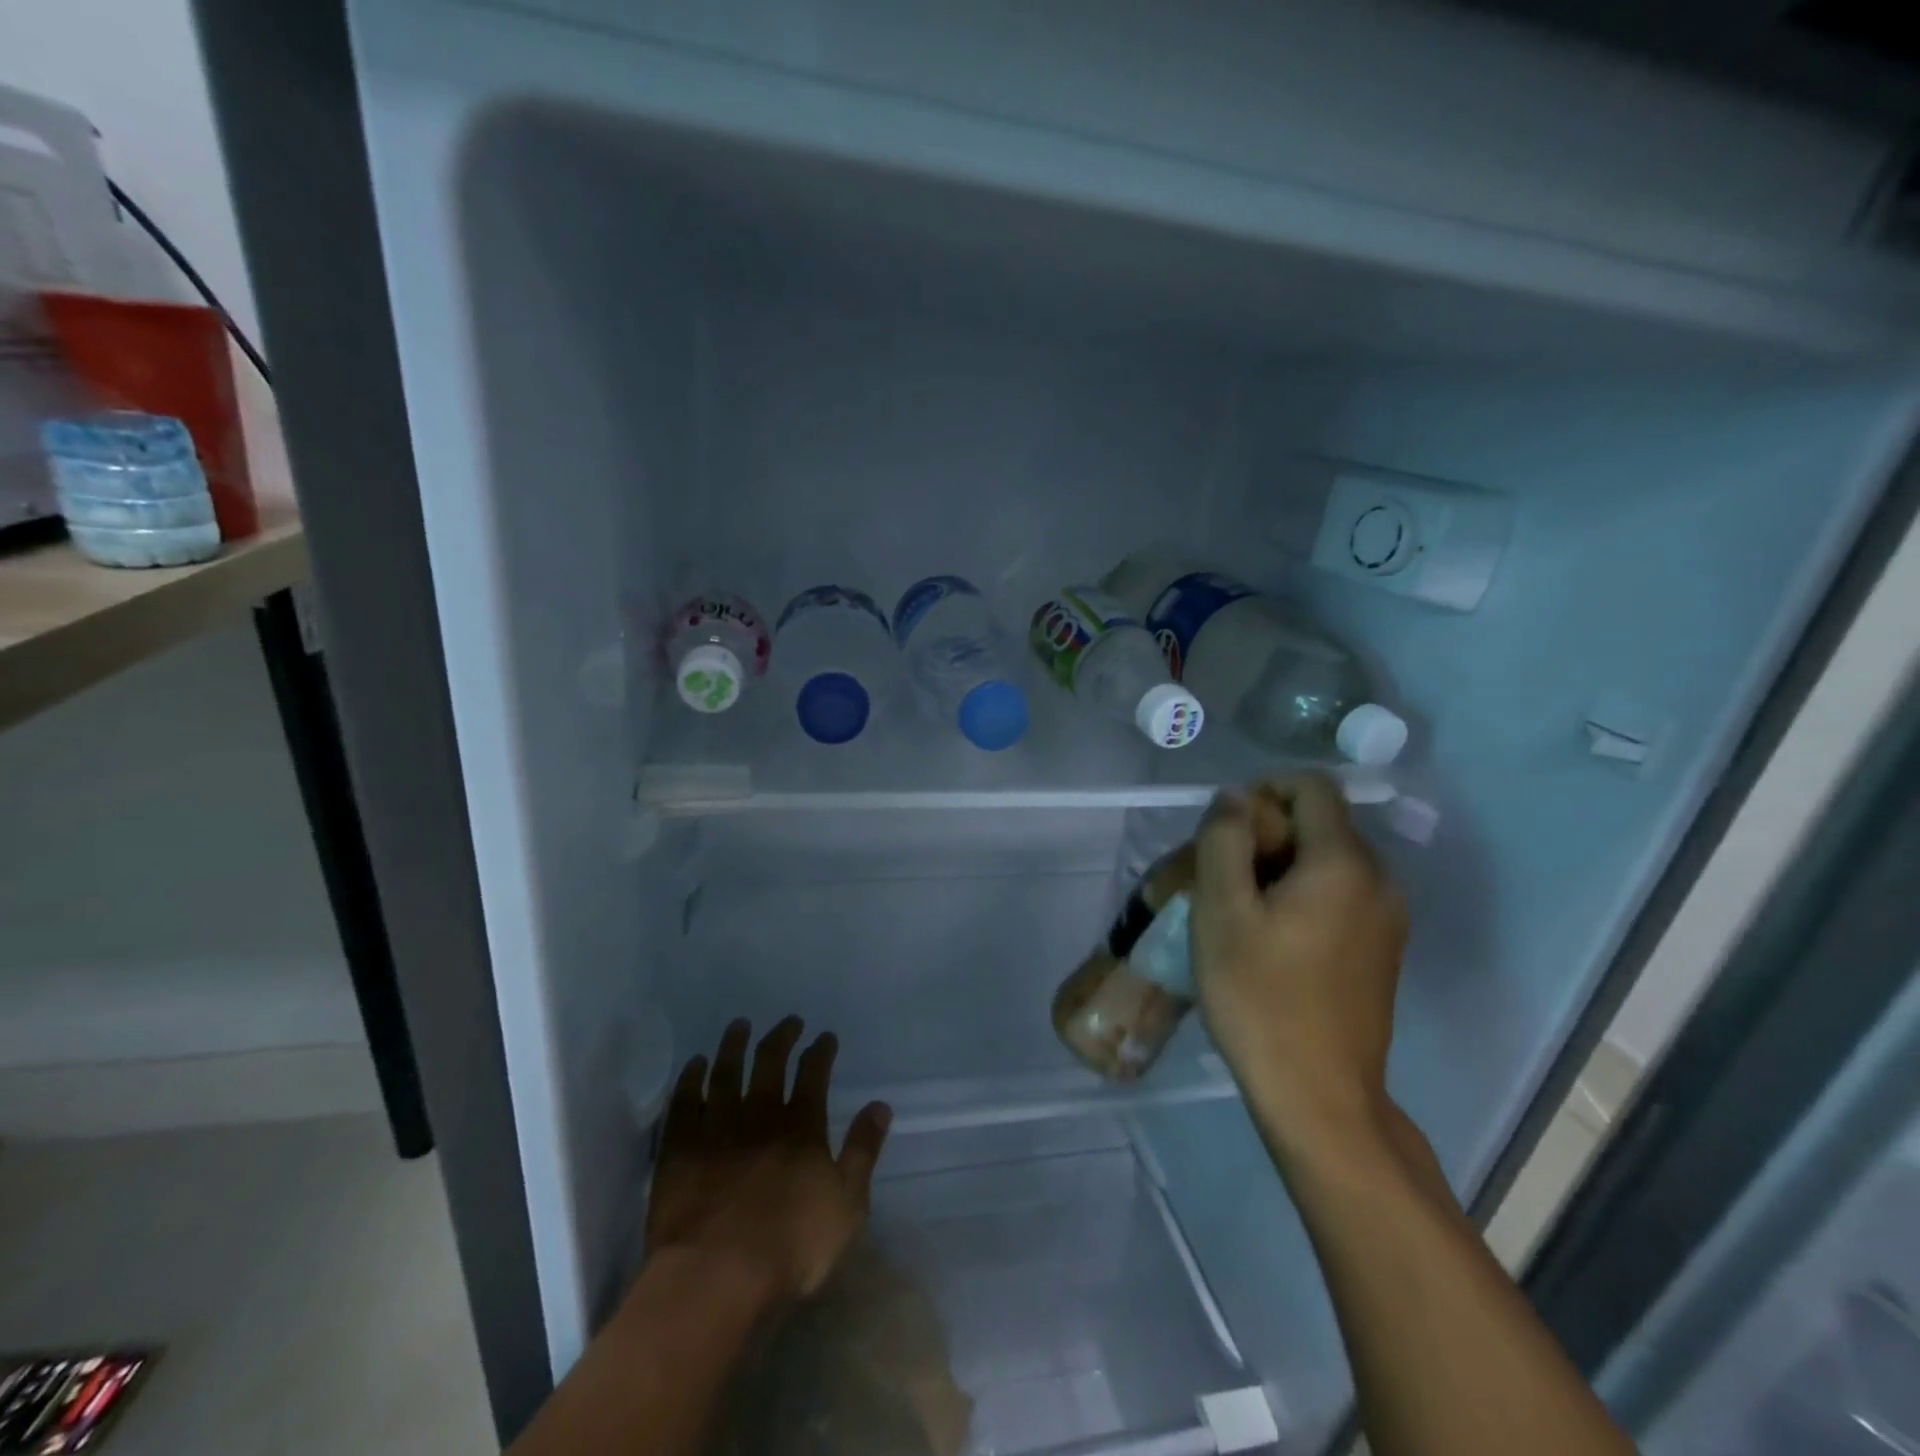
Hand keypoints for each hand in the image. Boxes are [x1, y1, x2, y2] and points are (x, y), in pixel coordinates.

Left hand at [645, 1017, 891, 1302]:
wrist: (716, 1276)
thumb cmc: (790, 1246)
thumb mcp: (846, 1205)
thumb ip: (863, 1151)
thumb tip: (881, 1105)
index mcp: (802, 1126)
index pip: (814, 1073)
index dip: (821, 1051)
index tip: (825, 1036)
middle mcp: (760, 1114)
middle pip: (771, 1061)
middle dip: (782, 1037)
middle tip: (788, 1021)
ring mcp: (717, 1127)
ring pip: (727, 1071)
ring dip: (735, 1044)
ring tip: (739, 1025)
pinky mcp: (681, 1147)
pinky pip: (685, 1100)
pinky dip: (691, 1077)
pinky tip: (696, 1063)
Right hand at [1190, 774, 1407, 1153]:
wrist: (1319, 1096)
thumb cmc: (1260, 997)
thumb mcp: (1221, 911)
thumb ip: (1224, 840)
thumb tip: (1235, 797)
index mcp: (1344, 862)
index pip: (1312, 786)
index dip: (1263, 791)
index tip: (1224, 831)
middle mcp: (1379, 880)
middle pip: (1320, 823)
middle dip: (1266, 833)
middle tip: (1219, 877)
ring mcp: (1387, 918)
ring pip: (1327, 860)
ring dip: (1279, 866)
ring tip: (1237, 910)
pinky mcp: (1382, 950)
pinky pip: (1339, 895)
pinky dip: (1301, 895)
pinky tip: (1269, 938)